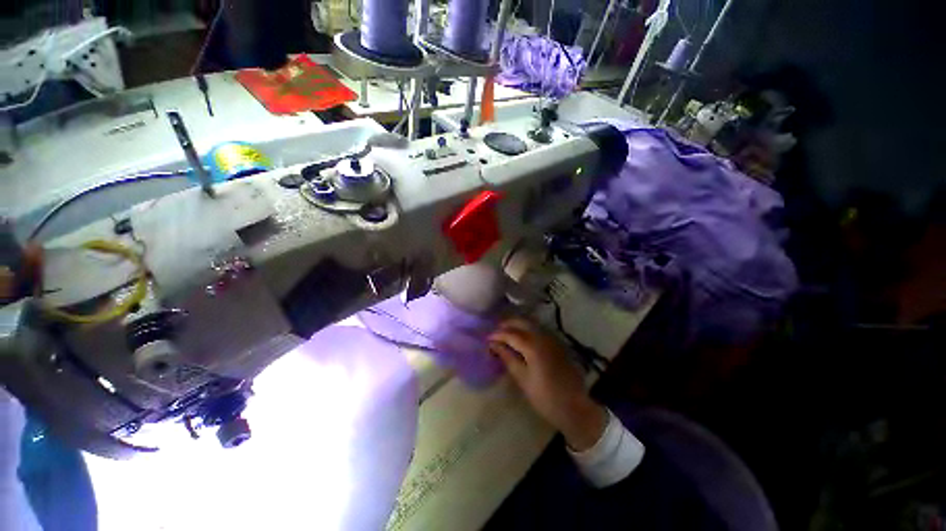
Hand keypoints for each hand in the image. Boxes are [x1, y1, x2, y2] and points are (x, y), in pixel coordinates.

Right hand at [489, 318, 606, 451]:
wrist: (575, 407)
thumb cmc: (545, 397)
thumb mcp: (522, 379)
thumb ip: (508, 358)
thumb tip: (494, 345)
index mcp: (533, 346)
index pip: (511, 334)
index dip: (497, 335)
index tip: (487, 339)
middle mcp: (543, 336)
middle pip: (522, 322)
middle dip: (507, 324)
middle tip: (495, 333)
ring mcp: (552, 338)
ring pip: (531, 323)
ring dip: (517, 325)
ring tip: (505, 334)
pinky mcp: (557, 343)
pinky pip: (539, 329)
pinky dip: (527, 329)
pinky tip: (521, 338)